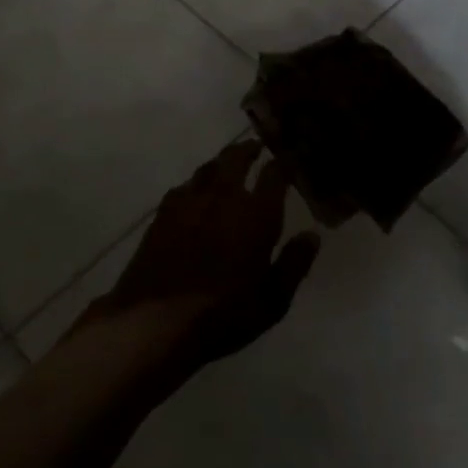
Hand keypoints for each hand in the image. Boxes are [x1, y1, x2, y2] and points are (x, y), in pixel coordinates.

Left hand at [87, 137, 320, 378]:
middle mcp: (224, 196)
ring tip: (227, 165)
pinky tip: (195, 193)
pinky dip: (196, 184)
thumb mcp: (271, 301)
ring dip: (221, 162)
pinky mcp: (163, 212)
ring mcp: (190, 201)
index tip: (288, 161)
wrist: (155, 320)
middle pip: (236, 158)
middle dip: (248, 149)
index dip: (283, 164)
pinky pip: (185, 186)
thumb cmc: (222, 315)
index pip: (274, 174)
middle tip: (255, 147)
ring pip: (208, 168)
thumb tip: (312, 236)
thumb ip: (294, 264)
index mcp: (256, 214)